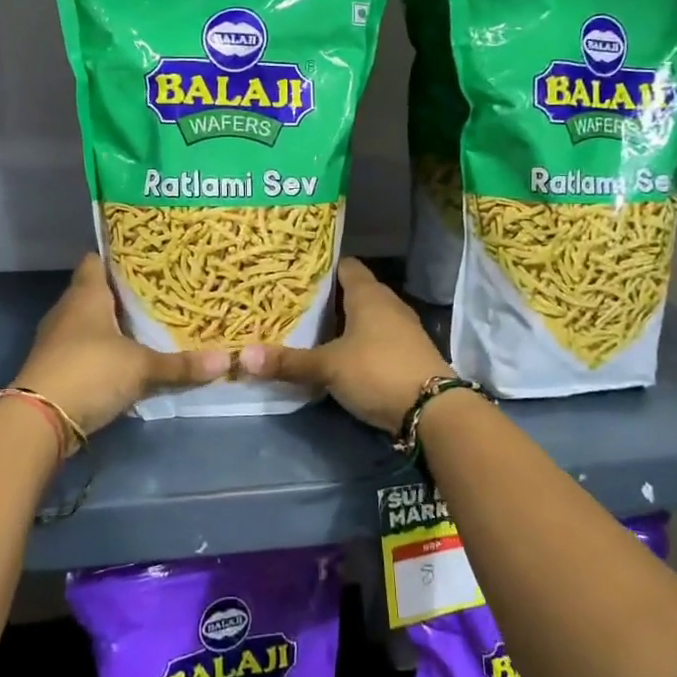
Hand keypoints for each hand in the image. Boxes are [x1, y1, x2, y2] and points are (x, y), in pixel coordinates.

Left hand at [13, 254, 229, 436]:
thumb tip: (226, 360)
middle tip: (158, 293)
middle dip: (122, 294)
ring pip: (88, 322)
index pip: (96, 261)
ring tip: (147, 324)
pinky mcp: (55, 367)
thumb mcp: (142, 367)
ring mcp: (57, 339)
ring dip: (111, 325)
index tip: (145, 258)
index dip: (117, 257)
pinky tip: (126, 358)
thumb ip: (180, 365)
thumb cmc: (90, 371)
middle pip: (94, 291)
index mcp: (86, 294)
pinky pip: (83, 349)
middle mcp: (68, 310)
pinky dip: (102, 351)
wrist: (39, 419)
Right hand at [239, 259, 454, 431]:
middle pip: (354, 292)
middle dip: (327, 298)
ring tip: (310, 330)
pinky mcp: (408, 354)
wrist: (434, 410)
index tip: (295, 274)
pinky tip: (339, 356)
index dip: (321, 268)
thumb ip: (288, 362)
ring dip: (343, 323)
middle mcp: (388, 304)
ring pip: (365, 317)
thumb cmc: (377, 371)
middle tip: (293, 304)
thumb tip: (242, 356)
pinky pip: (376, 338)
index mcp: (368, 294)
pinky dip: (358, 343)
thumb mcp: (328, 367)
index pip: (344, 266)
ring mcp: (402, 329)